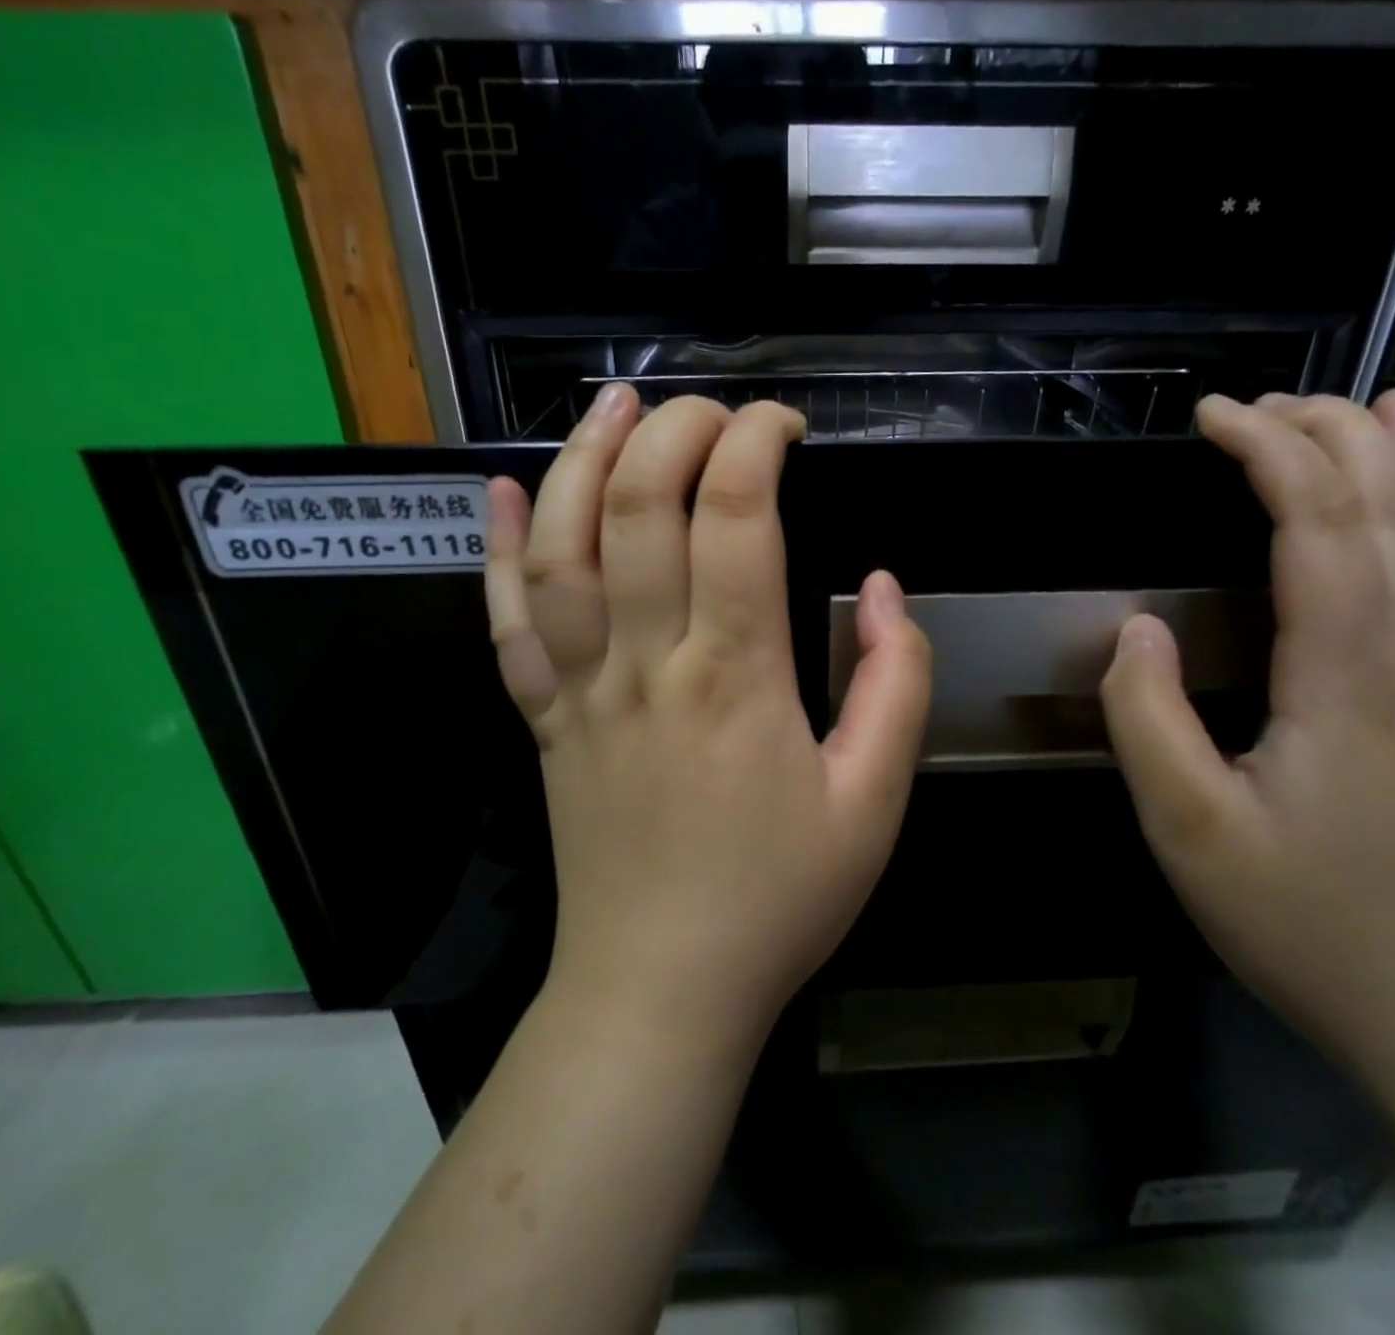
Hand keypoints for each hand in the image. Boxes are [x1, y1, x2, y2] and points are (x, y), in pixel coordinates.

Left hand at [485, 384, 931, 1046]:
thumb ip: (897, 687)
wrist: (660, 989)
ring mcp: (580, 689)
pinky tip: (501, 492)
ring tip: (613, 405)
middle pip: (638, 508)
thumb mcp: (874, 804)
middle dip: (674, 432)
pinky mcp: (544, 718)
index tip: (784, 425)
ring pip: (560, 548)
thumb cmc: (777, 899)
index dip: (756, 445)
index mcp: (735, 677)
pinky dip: (497, 549)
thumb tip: (885, 588)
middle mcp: (646, 663)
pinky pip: (505, 621)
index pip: (736, 517)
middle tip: (711, 410)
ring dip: (581, 460)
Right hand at [1100, 390, 1394, 1074]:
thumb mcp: (1189, 831)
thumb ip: (1149, 721)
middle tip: (1266, 402)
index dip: (1269, 455)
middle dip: (1332, 437)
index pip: (1318, 529)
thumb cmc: (1306, 924)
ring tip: (1378, 405)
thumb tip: (1136, 631)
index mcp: (1345, 684)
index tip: (1214, 416)